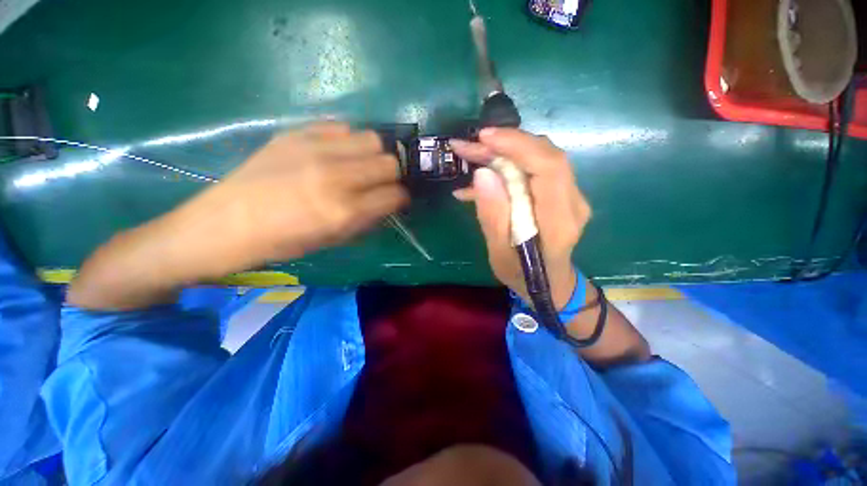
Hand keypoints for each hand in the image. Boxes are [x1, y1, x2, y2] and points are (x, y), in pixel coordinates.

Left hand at [179, 122, 407, 276]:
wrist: (227, 223)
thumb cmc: (284, 242)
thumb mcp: (334, 240)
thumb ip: (368, 219)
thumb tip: (389, 201)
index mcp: (344, 211)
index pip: (395, 195)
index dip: (401, 198)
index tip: (396, 199)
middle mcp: (335, 177)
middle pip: (390, 162)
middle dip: (393, 175)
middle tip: (381, 182)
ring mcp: (315, 150)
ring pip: (372, 139)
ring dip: (374, 154)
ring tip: (361, 165)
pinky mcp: (296, 133)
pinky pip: (341, 127)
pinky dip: (348, 140)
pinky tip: (338, 153)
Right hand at [450, 128, 591, 308]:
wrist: (551, 286)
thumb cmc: (524, 277)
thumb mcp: (500, 254)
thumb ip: (493, 217)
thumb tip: (482, 175)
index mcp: (559, 221)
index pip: (548, 167)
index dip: (517, 145)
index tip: (483, 138)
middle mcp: (572, 202)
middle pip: (544, 155)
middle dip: (504, 144)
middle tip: (468, 146)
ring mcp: (569, 196)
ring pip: (539, 158)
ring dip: (503, 152)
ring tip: (470, 155)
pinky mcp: (559, 194)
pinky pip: (534, 170)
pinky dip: (507, 168)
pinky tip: (480, 179)